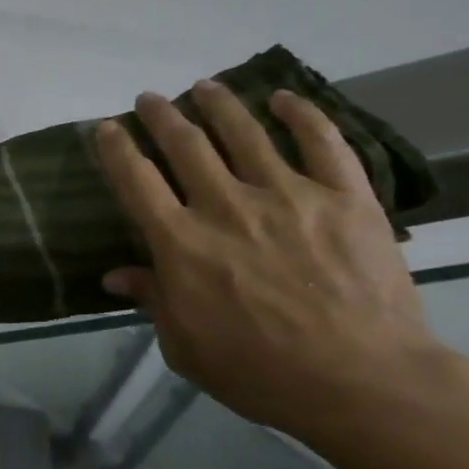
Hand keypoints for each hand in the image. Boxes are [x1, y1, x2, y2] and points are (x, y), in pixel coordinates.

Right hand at [95, 81, 438, 435]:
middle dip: (161, 115)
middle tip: (150, 99)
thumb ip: (152, 300)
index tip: (106, 127)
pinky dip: (302, 114)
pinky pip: (323, 142)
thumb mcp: (184, 346)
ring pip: (244, 132)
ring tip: (204, 86)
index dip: (116, 148)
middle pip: (185, 144)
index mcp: (180, 242)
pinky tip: (284, 99)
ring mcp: (288, 194)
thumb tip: (114, 276)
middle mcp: (226, 205)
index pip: (135, 180)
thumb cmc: (259, 372)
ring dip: (218, 104)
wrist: (361, 381)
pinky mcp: (344, 197)